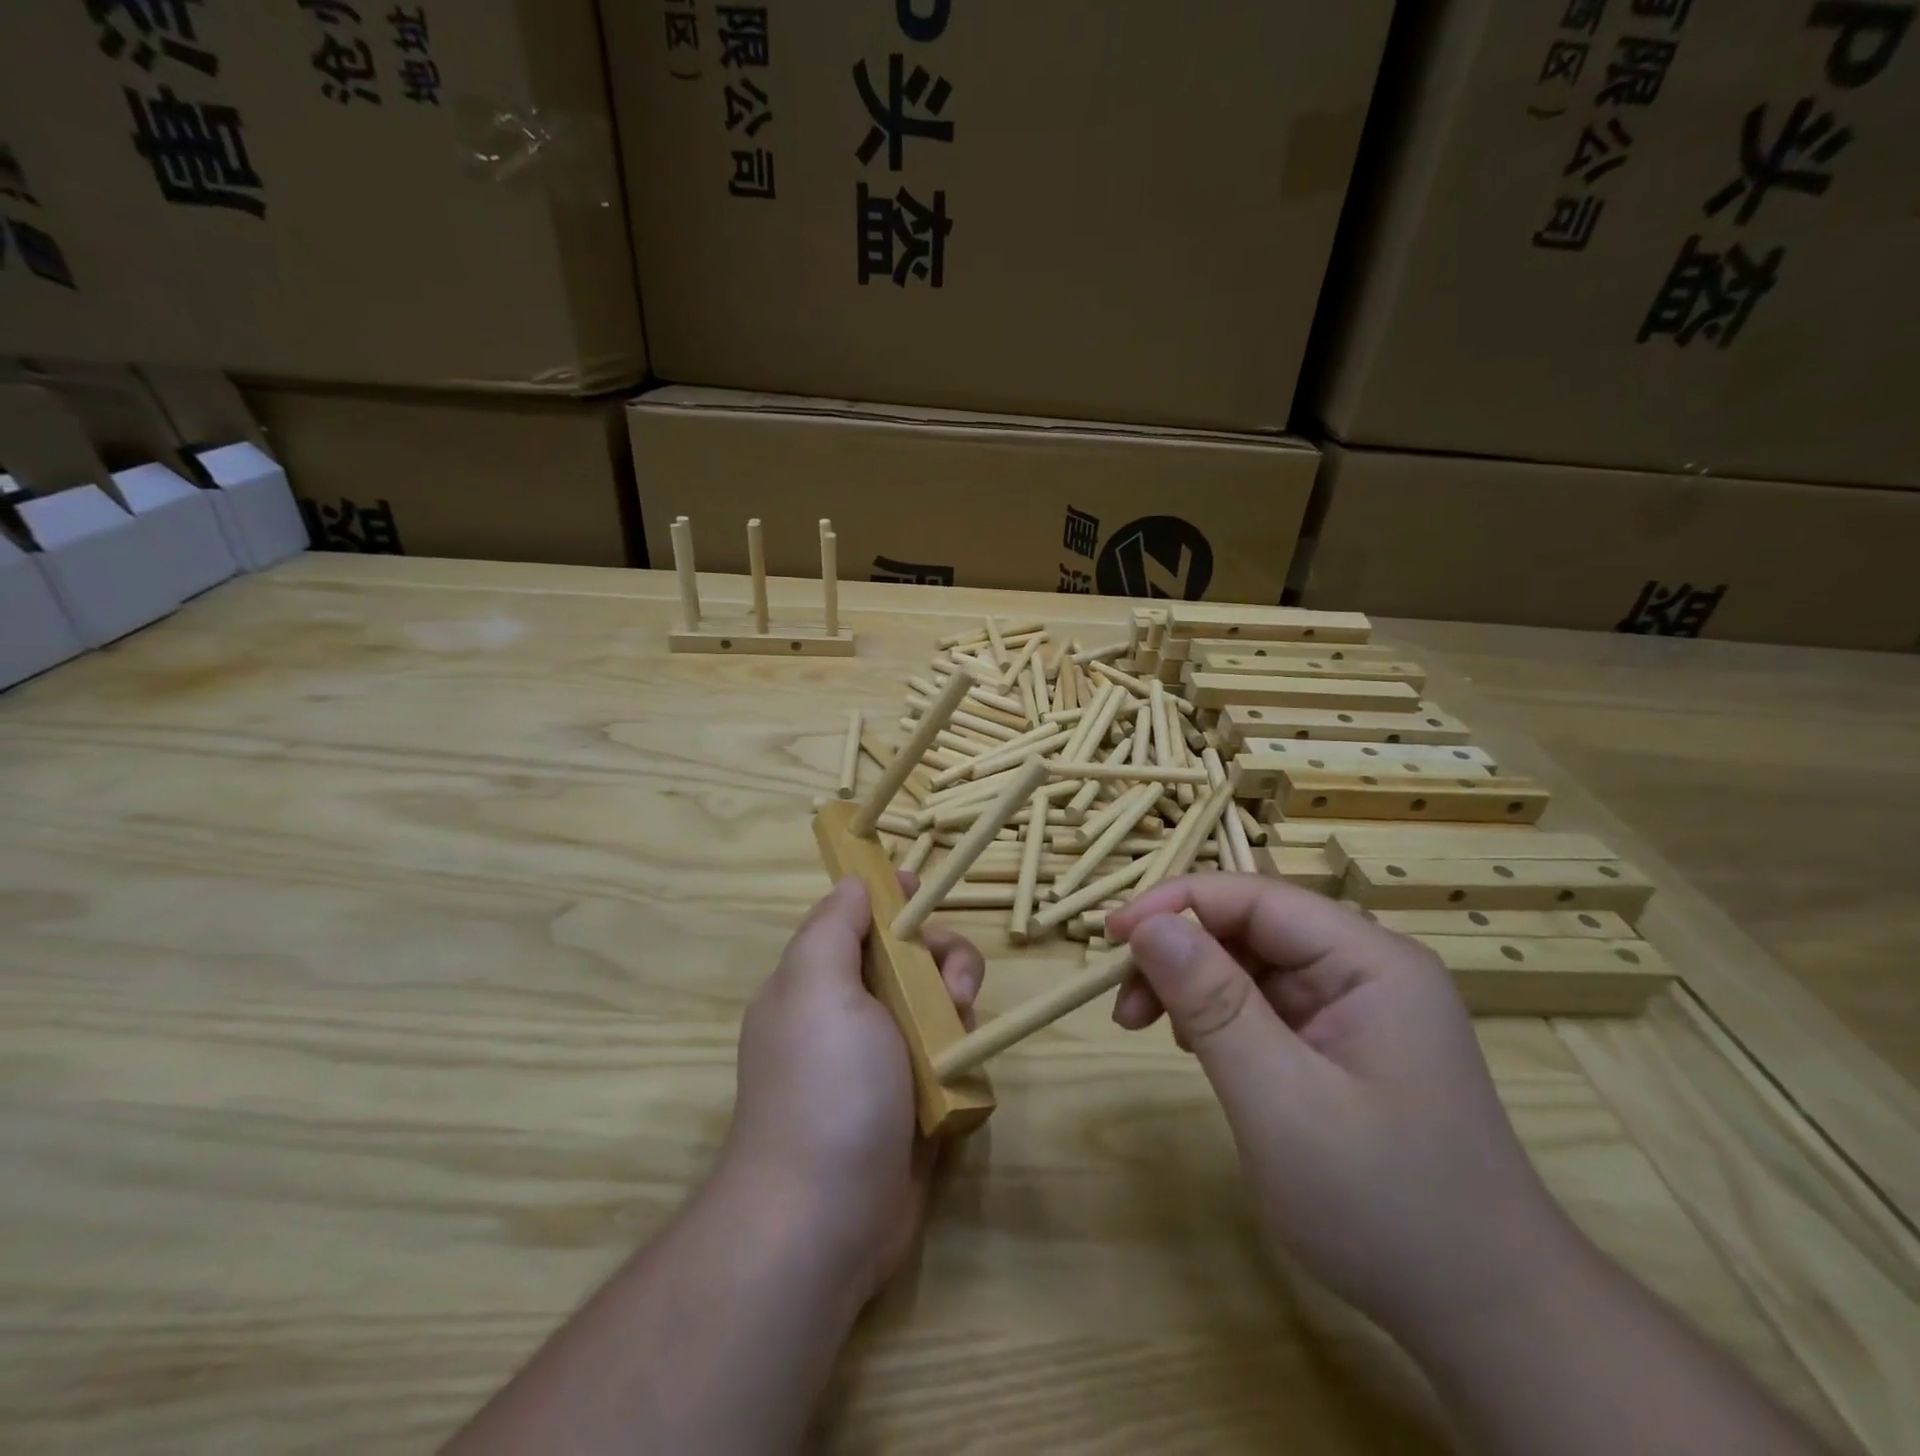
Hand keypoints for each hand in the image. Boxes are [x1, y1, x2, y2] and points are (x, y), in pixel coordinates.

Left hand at [719, 876, 983, 1303]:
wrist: (825, 1220)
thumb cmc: (824, 1085)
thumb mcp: (816, 985)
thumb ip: (834, 925)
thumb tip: (854, 882)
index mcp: (816, 982)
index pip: (858, 920)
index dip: (892, 900)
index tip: (924, 891)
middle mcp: (847, 1015)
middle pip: (908, 957)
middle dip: (940, 958)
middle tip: (953, 990)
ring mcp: (882, 1060)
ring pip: (937, 1003)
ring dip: (956, 1007)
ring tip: (957, 1036)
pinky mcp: (914, 1101)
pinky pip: (950, 1054)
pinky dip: (962, 1053)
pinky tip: (963, 1073)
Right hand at [1104, 876, 1581, 1342]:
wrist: (1488, 1318)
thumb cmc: (1386, 1207)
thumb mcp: (1282, 1101)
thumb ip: (1212, 1004)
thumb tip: (1146, 924)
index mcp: (1371, 961)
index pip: (1255, 897)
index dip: (1177, 904)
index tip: (1112, 937)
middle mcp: (1365, 967)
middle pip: (1250, 926)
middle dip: (1179, 953)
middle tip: (1124, 1006)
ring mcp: (1355, 1005)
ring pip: (1250, 963)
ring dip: (1191, 984)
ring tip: (1150, 1030)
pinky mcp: (1340, 1041)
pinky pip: (1263, 1002)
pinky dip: (1216, 1015)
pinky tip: (1196, 1047)